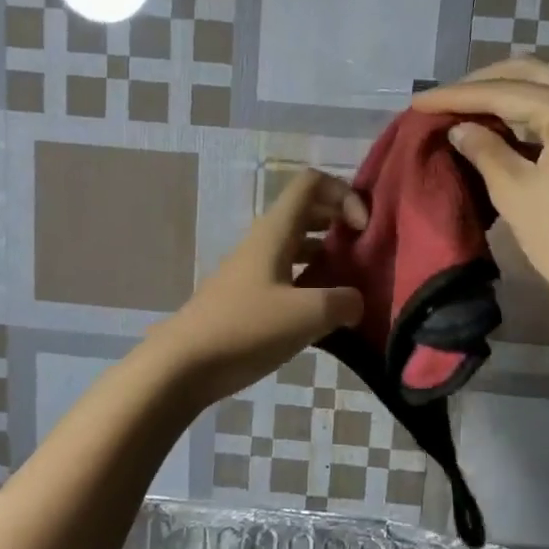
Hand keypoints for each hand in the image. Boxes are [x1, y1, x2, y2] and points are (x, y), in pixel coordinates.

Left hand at [150, 170, 367, 408]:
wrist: (183, 365)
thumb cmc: (245, 329)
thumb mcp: (307, 315)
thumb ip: (343, 302)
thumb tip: (355, 302)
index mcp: (276, 231)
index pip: (312, 183)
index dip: (344, 194)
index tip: (363, 229)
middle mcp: (264, 242)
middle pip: (308, 212)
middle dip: (340, 223)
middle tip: (366, 253)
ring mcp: (254, 270)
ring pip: (298, 246)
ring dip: (328, 256)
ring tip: (353, 284)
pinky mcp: (248, 298)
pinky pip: (288, 276)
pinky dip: (312, 284)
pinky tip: (326, 314)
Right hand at [412, 56, 548, 301]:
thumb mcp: (516, 194)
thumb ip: (484, 151)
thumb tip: (460, 128)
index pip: (503, 91)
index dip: (455, 96)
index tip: (417, 103)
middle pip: (529, 73)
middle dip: (482, 84)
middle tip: (443, 102)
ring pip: (547, 86)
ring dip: (505, 95)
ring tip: (463, 111)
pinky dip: (527, 112)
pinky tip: (498, 127)